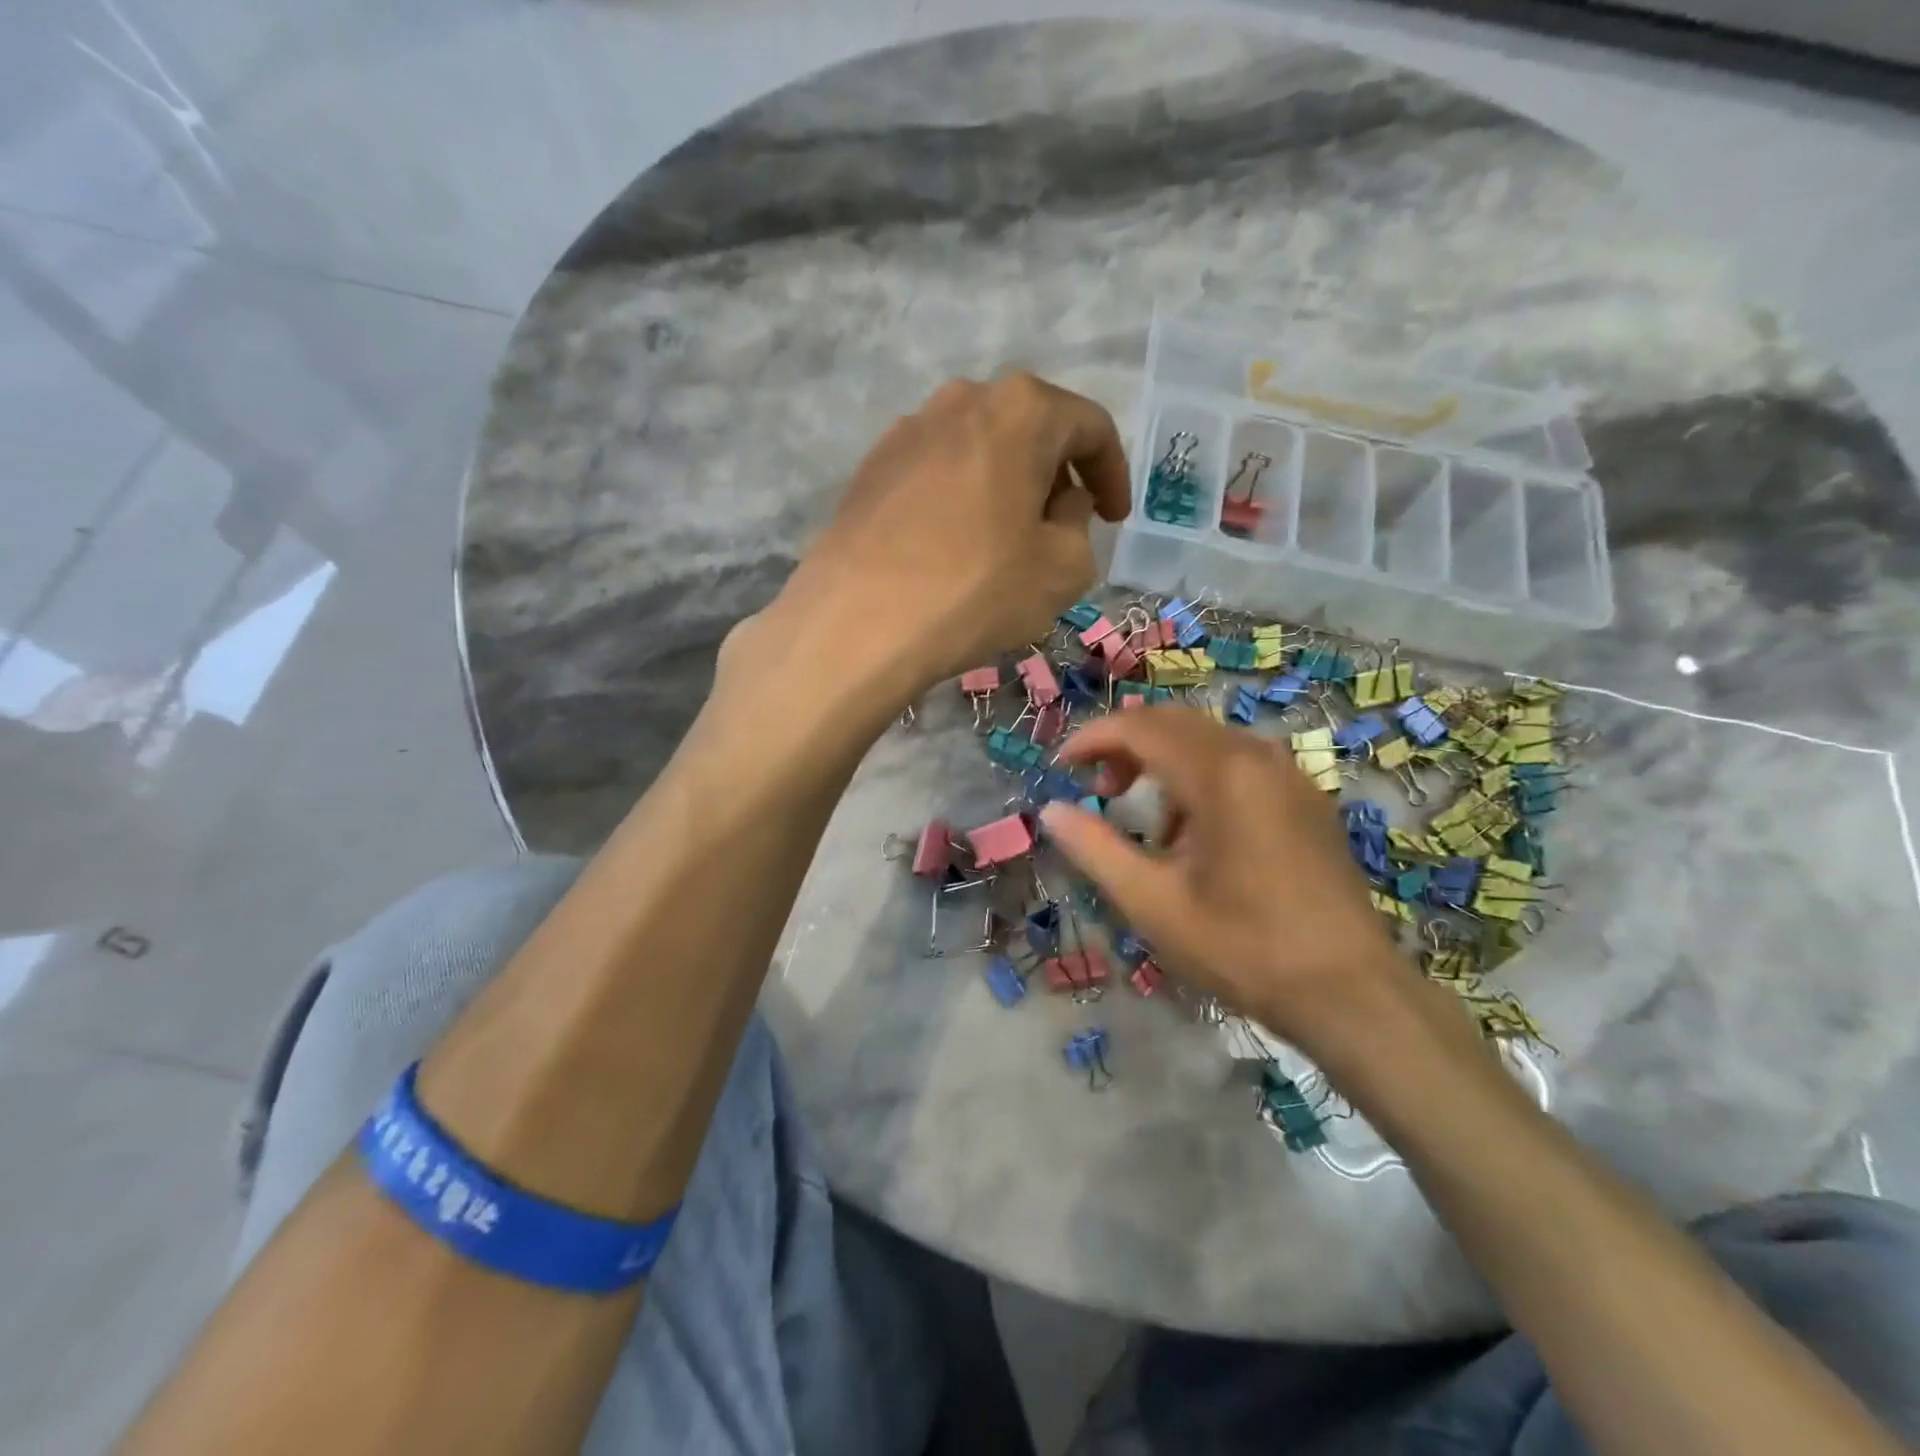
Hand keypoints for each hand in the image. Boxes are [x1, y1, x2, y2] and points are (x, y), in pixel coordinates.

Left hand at [768, 373, 1130, 702]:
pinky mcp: (870, 468)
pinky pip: (937, 474)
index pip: (1090, 426)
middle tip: (1063, 529)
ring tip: (1008, 541)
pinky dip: (961, 500)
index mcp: (1022, 409)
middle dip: (1057, 477)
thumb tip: (1060, 504)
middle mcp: (962, 399)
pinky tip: (955, 547)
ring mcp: (907, 430)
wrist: (858, 623)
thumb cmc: (976, 591)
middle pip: (1030, 429)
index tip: (1115, 519)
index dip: (1113, 474)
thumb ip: (1079, 523)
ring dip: (1006, 487)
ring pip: (980, 450)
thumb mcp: (1064, 568)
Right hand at [1039, 708, 1411, 1049]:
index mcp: (1221, 774)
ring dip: (1165, 764)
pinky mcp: (1307, 800)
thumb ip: (1095, 849)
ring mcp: (1290, 776)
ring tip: (1150, 827)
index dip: (1093, 739)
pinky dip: (1202, 780)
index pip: (1141, 727)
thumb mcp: (1153, 903)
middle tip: (1098, 788)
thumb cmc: (1244, 949)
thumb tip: (1050, 811)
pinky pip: (1241, 764)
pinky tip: (1199, 837)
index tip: (1061, 767)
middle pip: (1175, 723)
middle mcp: (1258, 757)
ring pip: (1209, 741)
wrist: (1352, 994)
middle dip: (1127, 746)